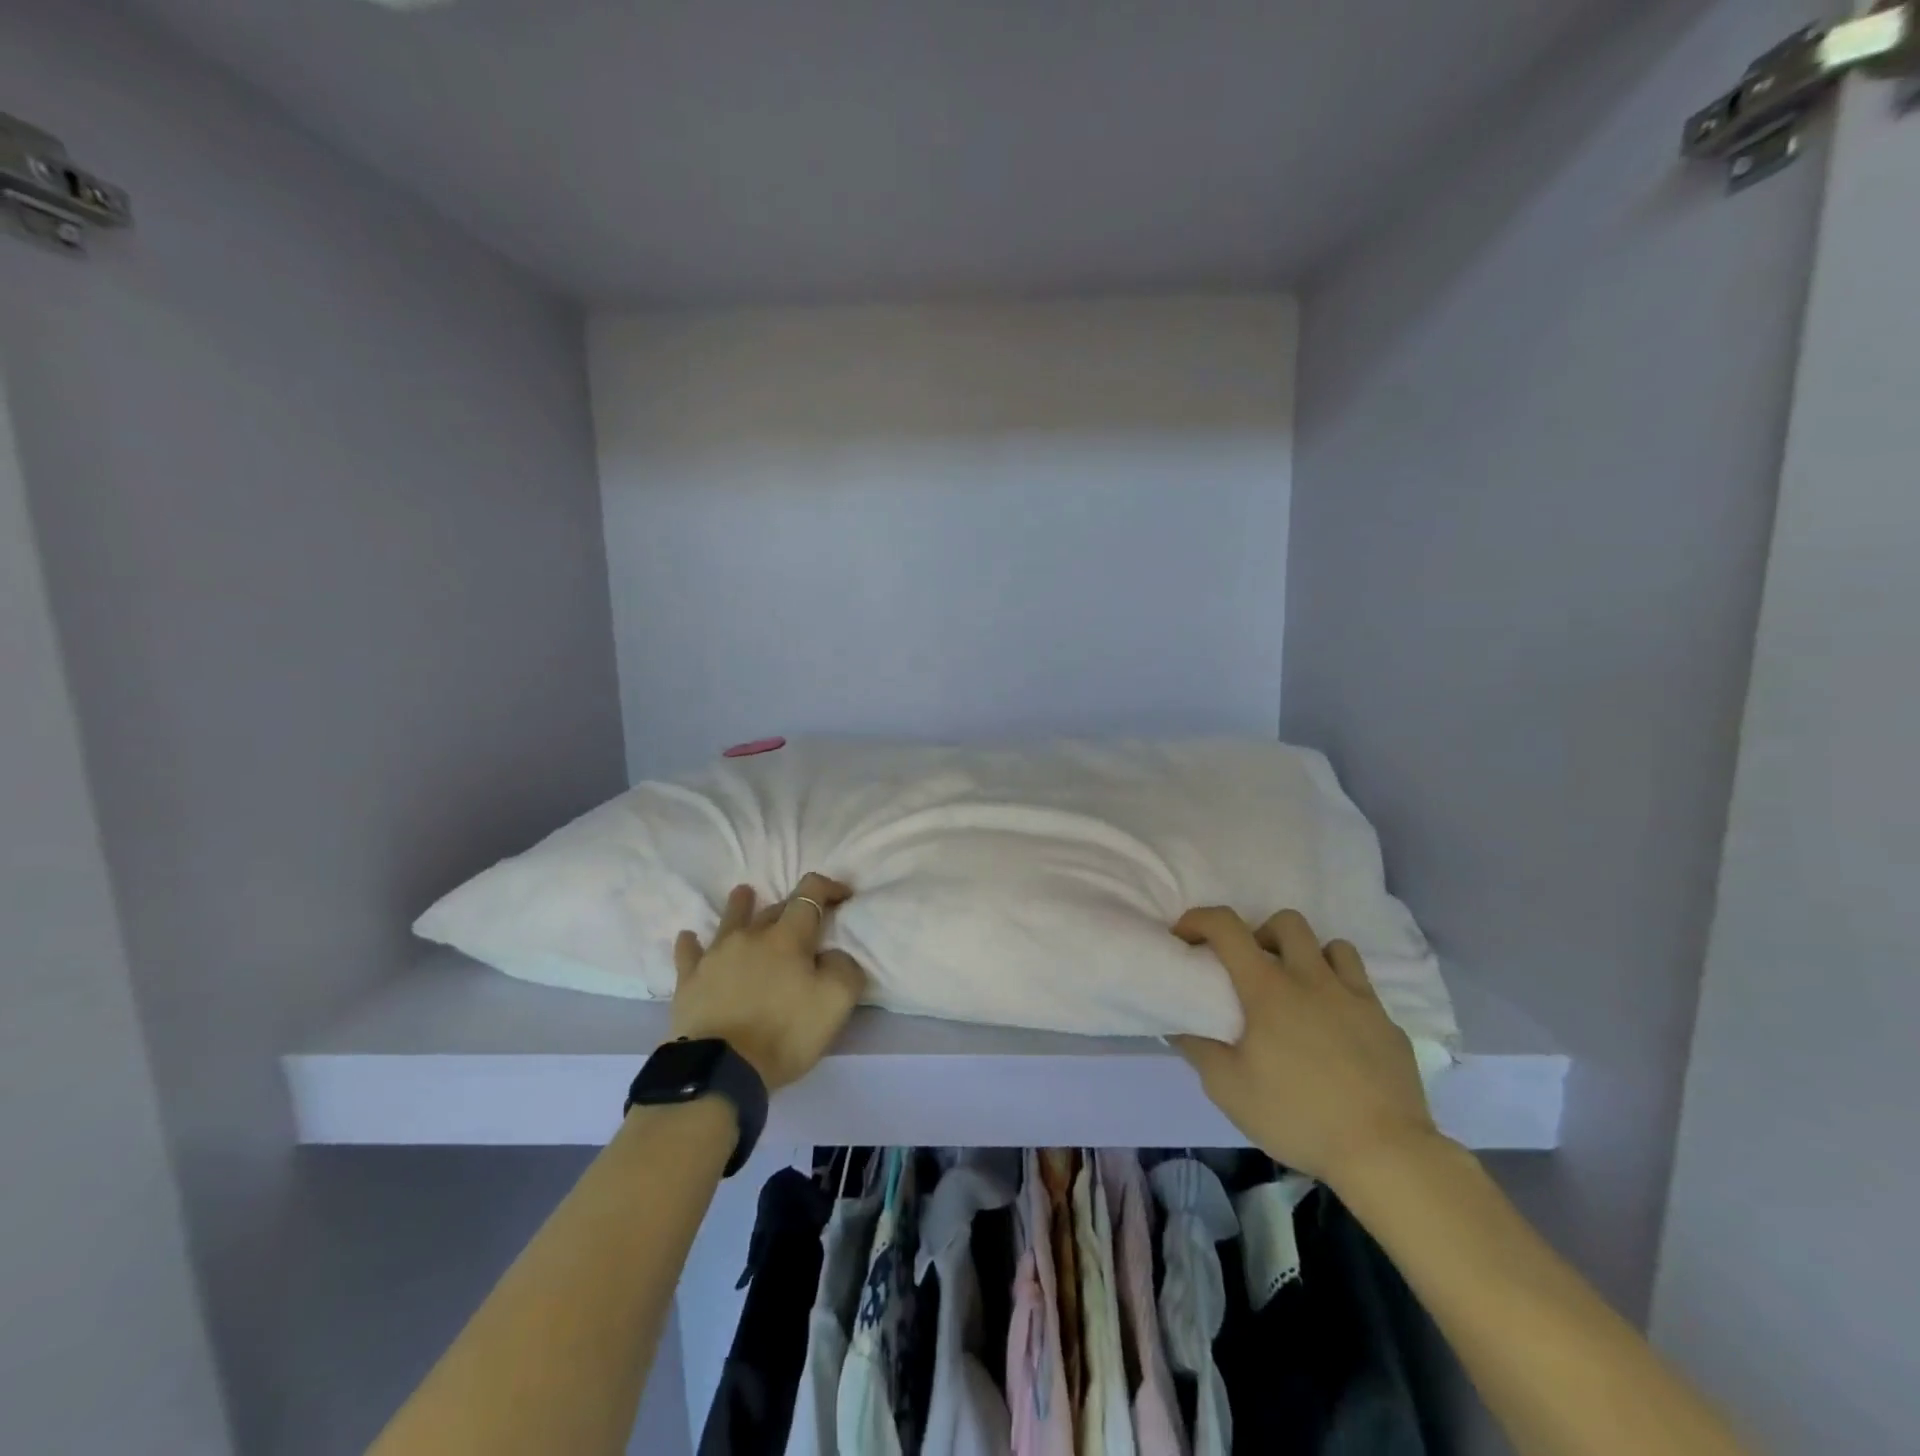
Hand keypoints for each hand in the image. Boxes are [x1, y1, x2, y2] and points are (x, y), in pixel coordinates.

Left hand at [669, 873, 866, 1091]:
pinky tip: (688, 937)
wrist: (720, 1069)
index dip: (829, 887)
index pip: (810, 894)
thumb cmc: (784, 1032)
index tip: (843, 895)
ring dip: (740, 905)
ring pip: (730, 920)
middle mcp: (751, 936)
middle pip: (774, 908)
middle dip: (792, 907)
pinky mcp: (689, 980)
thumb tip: (834, 954)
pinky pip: (689, 953)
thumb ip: (845, 968)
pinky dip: (691, 943)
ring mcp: (716, 956)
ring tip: (743, 893)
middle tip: (803, 917)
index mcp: (788, 937)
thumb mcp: (836, 1002)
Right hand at [1170, 906, 1440, 1187]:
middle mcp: (1313, 979)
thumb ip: (1198, 1049)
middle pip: (1287, 922)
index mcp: (1269, 988)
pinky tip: (1338, 1034)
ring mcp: (1357, 999)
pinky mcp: (1388, 1024)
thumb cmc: (1297, 1116)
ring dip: (1309, 957)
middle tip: (1252, 969)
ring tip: (1300, 991)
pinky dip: (1343, 997)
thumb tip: (1179, 1024)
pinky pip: (1363, 991)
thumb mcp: (1227, 1089)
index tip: (1186, 937)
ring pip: (1334, 947)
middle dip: (1262, 933)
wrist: (1386, 1154)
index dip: (1199, 920)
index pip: (1227, 927)